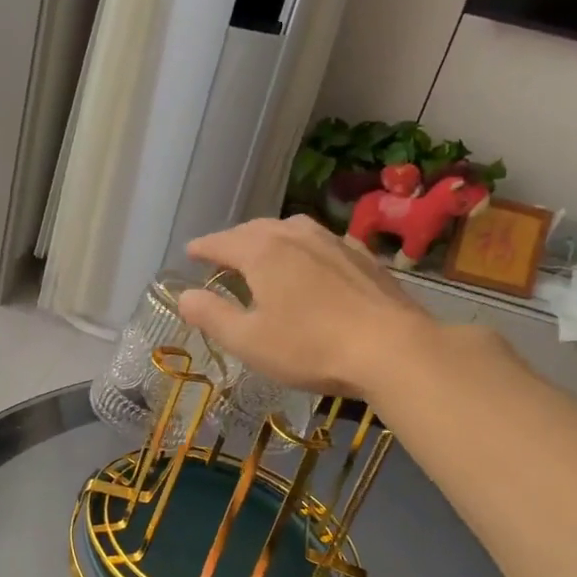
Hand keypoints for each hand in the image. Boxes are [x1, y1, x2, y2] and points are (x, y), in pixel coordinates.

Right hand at [179, 215, 427, 397]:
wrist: (391, 348)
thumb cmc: (310, 347)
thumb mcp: (248, 341)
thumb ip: (212, 316)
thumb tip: (184, 296)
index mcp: (262, 253)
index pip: (222, 242)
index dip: (203, 248)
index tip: (190, 252)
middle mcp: (295, 236)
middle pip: (256, 229)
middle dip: (235, 239)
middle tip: (222, 253)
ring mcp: (334, 242)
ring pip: (292, 229)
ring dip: (270, 237)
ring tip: (264, 251)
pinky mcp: (363, 256)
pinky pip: (322, 241)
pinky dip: (305, 246)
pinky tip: (312, 261)